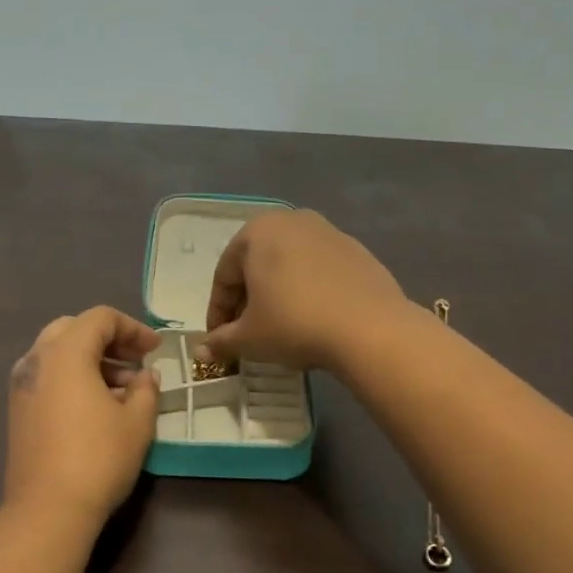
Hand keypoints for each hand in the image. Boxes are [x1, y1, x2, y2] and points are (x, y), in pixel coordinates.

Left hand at [4, 307, 160, 524]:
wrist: (47, 509)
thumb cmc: (98, 458)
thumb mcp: (136, 423)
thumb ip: (145, 390)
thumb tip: (146, 376)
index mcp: (65, 353)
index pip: (100, 318)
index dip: (132, 328)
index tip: (155, 350)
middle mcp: (36, 360)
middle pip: (73, 329)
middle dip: (108, 340)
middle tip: (135, 362)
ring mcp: (21, 385)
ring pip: (57, 353)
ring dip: (90, 360)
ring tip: (123, 389)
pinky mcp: (17, 409)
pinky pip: (47, 376)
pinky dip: (72, 377)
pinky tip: (96, 406)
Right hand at [201, 209, 408, 371]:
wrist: (370, 329)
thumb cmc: (294, 324)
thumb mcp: (249, 338)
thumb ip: (221, 341)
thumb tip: (202, 351)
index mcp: (257, 231)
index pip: (224, 275)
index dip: (217, 312)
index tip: (219, 340)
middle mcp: (292, 221)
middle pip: (256, 265)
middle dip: (247, 300)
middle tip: (245, 333)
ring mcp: (329, 232)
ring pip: (289, 266)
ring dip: (277, 294)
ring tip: (279, 327)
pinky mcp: (357, 250)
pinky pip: (319, 271)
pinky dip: (308, 291)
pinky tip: (312, 319)